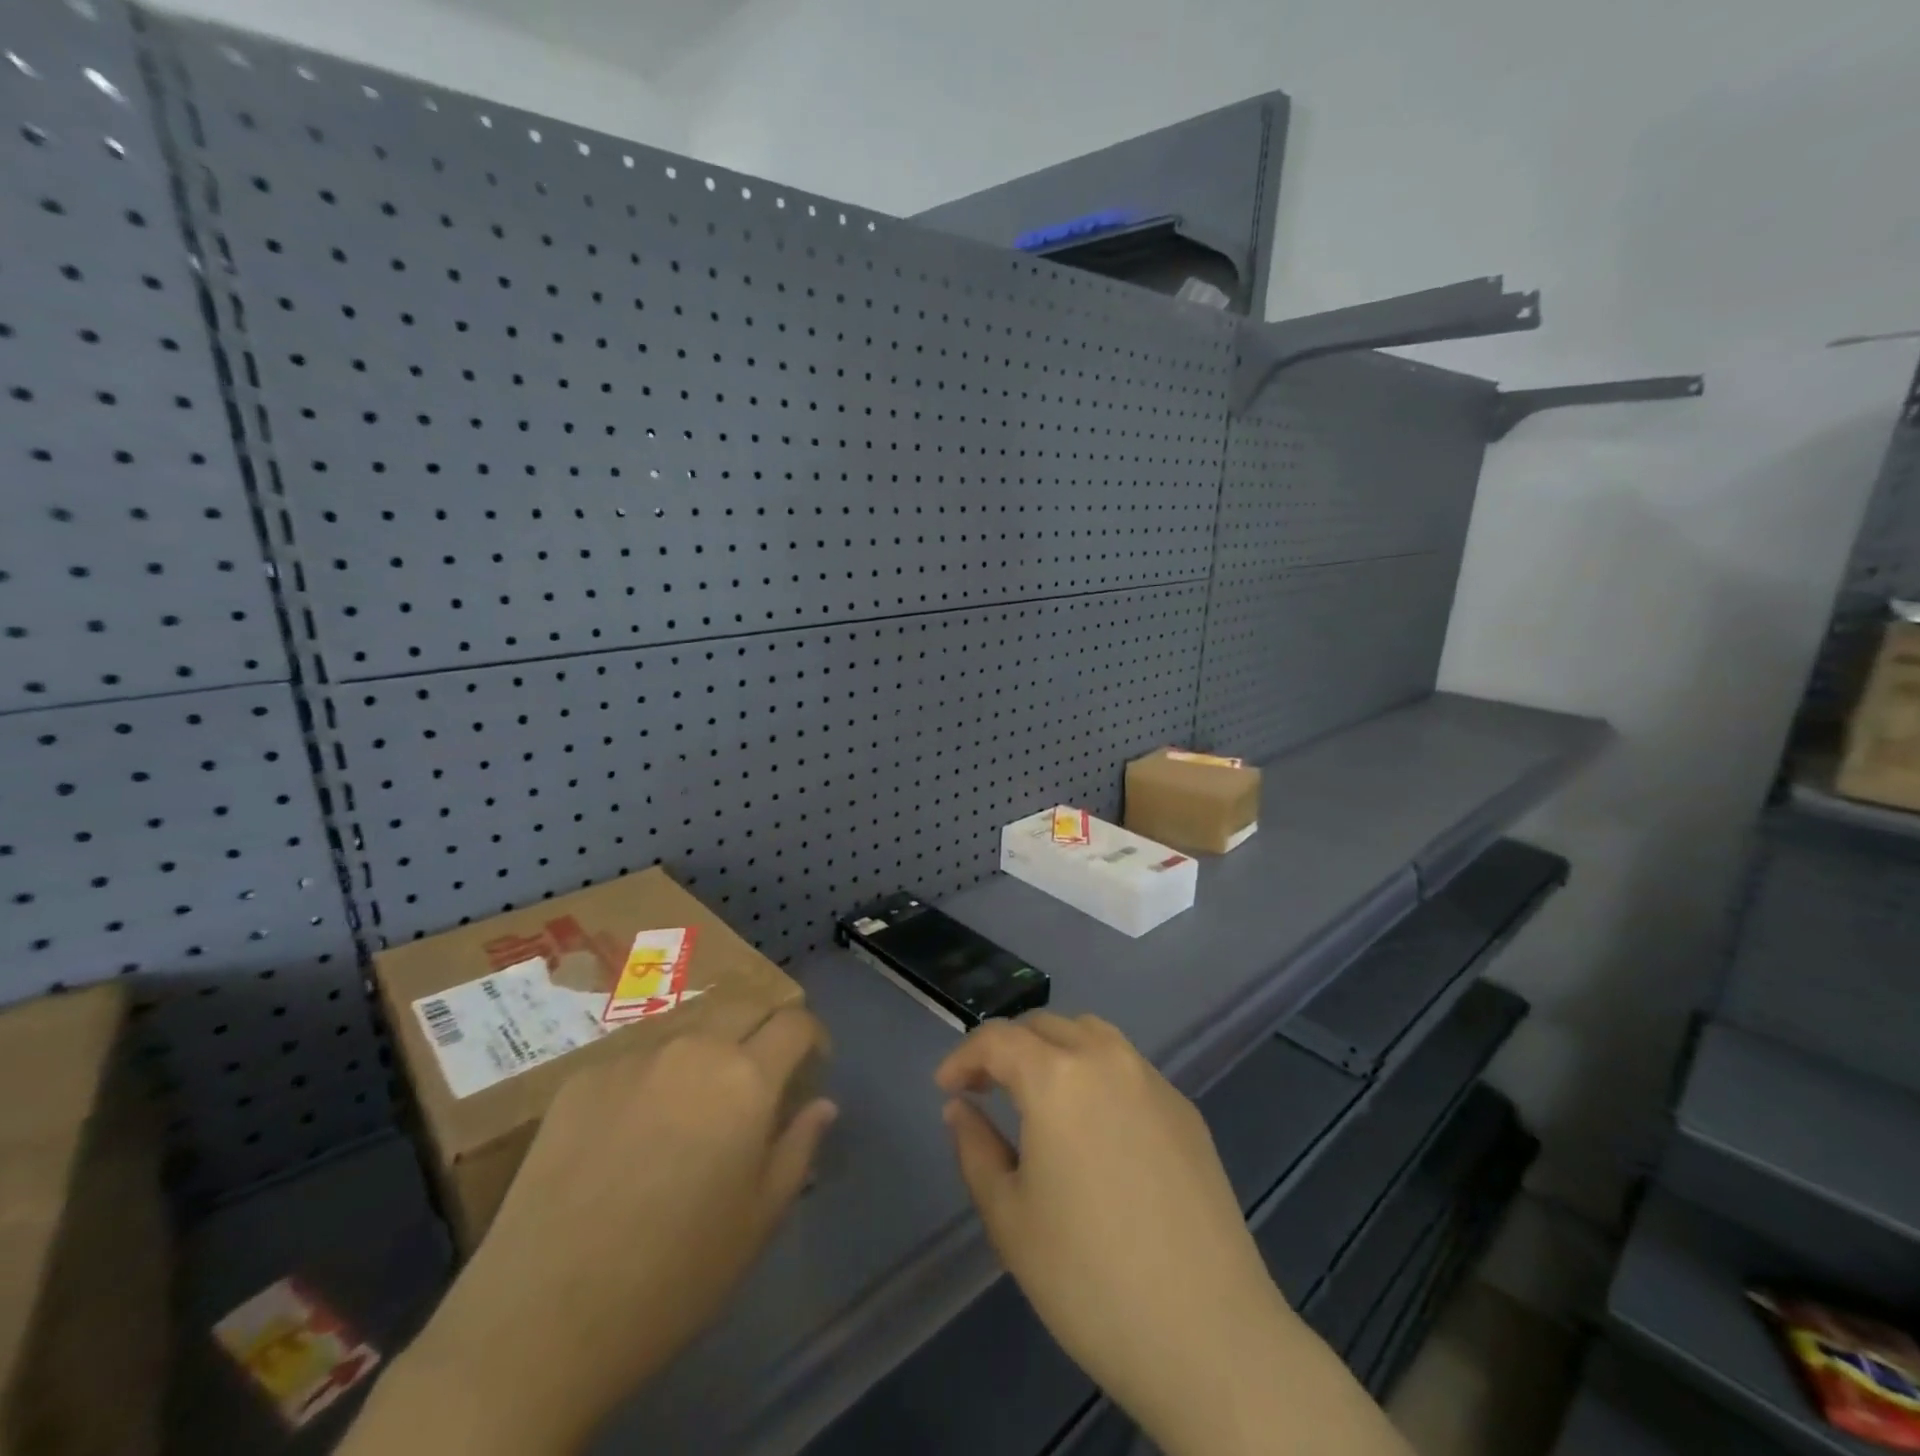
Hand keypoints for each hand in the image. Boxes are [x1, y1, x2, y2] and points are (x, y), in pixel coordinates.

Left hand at [346, 1008, 834, 1454]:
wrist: (542, 1317)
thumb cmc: (674, 1276)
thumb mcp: (759, 1220)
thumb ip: (798, 1148)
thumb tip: (822, 1104)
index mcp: (746, 1079)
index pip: (795, 1022)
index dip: (812, 1036)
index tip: (812, 1064)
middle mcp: (694, 1048)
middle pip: (744, 1003)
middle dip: (764, 1026)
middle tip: (761, 1070)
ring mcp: (633, 1056)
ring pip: (689, 1025)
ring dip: (710, 1045)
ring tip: (698, 1097)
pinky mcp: (583, 1076)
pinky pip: (638, 1056)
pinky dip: (656, 1075)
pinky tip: (635, 1128)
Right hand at [938, 1013, 1407, 1455]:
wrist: (1208, 1334)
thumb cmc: (1088, 1279)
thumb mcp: (1009, 1218)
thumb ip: (975, 1148)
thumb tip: (960, 1108)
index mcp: (1057, 1077)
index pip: (998, 1039)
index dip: (964, 1057)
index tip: (946, 1087)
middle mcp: (1106, 1059)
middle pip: (1045, 1026)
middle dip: (1007, 1048)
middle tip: (985, 1089)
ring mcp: (1152, 1081)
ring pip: (1091, 1034)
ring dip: (1054, 1049)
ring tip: (1037, 1094)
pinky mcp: (1185, 1110)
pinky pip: (1127, 1067)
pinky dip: (1095, 1072)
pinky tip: (1093, 1125)